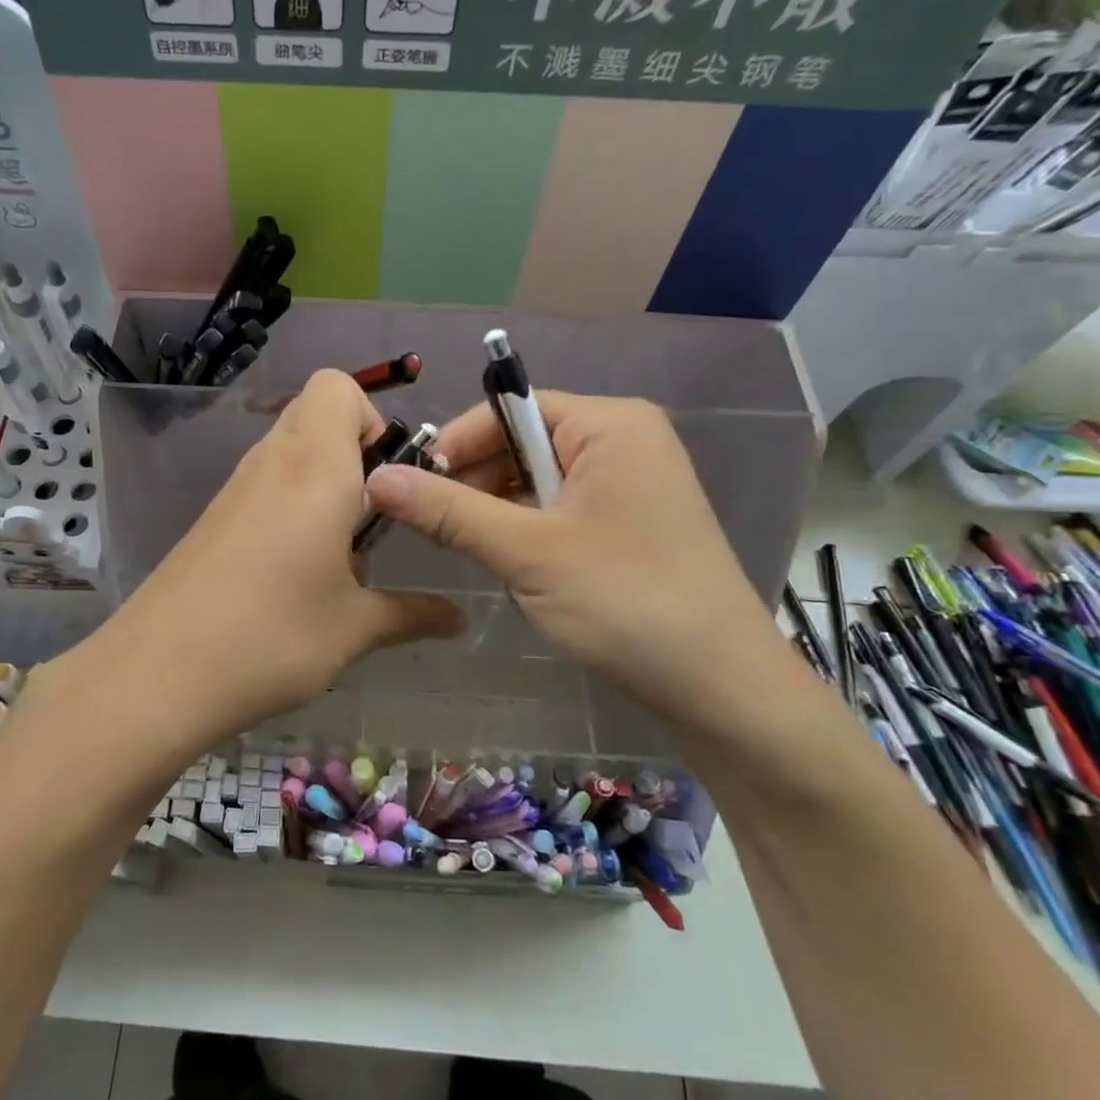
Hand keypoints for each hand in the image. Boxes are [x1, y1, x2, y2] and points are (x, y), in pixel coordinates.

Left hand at [58, 371, 463, 753]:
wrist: (156, 674)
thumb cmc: (271, 637)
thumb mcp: (354, 629)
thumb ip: (413, 614)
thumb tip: (459, 619)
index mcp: (315, 467)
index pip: (337, 386)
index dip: (370, 418)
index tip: (388, 479)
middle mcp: (272, 462)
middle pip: (313, 411)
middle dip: (352, 447)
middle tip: (371, 514)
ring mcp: (235, 488)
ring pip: (287, 448)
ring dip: (321, 479)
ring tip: (337, 553)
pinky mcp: (213, 517)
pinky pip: (263, 484)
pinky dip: (290, 504)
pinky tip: (293, 573)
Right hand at [364, 393, 786, 729]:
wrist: (722, 688)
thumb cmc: (625, 601)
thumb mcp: (527, 552)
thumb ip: (448, 511)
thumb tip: (376, 478)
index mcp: (609, 424)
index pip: (508, 410)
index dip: (454, 445)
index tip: (409, 489)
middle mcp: (623, 441)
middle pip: (521, 444)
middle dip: (477, 486)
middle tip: (438, 532)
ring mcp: (630, 483)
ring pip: (536, 483)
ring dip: (502, 517)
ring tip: (487, 559)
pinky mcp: (630, 523)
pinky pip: (560, 510)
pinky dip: (530, 536)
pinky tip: (522, 573)